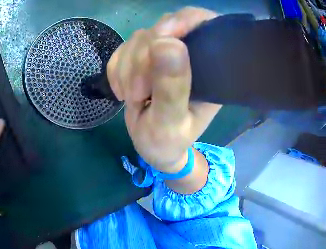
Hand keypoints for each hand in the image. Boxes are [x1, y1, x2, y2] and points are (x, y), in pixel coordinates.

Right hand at [108, 7, 221, 172]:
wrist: (153, 147)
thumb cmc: (167, 142)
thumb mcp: (170, 123)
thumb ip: (172, 88)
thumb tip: (167, 43)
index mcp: (210, 68)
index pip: (203, 25)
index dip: (182, 21)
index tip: (161, 38)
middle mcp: (189, 54)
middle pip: (162, 30)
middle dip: (143, 60)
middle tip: (138, 94)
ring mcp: (165, 53)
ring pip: (140, 39)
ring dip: (127, 69)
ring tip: (133, 98)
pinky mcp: (145, 57)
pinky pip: (123, 49)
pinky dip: (117, 70)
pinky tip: (122, 91)